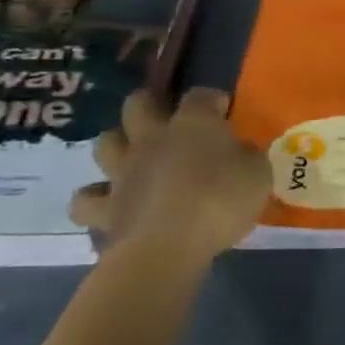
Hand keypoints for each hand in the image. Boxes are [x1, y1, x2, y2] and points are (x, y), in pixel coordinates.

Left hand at [71, 87, 269, 263]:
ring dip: (117, 146)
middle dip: (149, 105)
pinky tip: (110, 206)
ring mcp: (122, 173)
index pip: (200, 95)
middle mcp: (152, 139)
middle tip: (166, 119)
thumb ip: (248, 158)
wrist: (167, 248)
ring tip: (132, 159)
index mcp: (192, 124)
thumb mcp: (257, 175)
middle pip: (137, 104)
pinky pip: (86, 201)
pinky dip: (95, 200)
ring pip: (104, 143)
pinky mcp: (104, 210)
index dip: (212, 99)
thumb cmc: (219, 202)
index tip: (223, 110)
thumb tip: (240, 153)